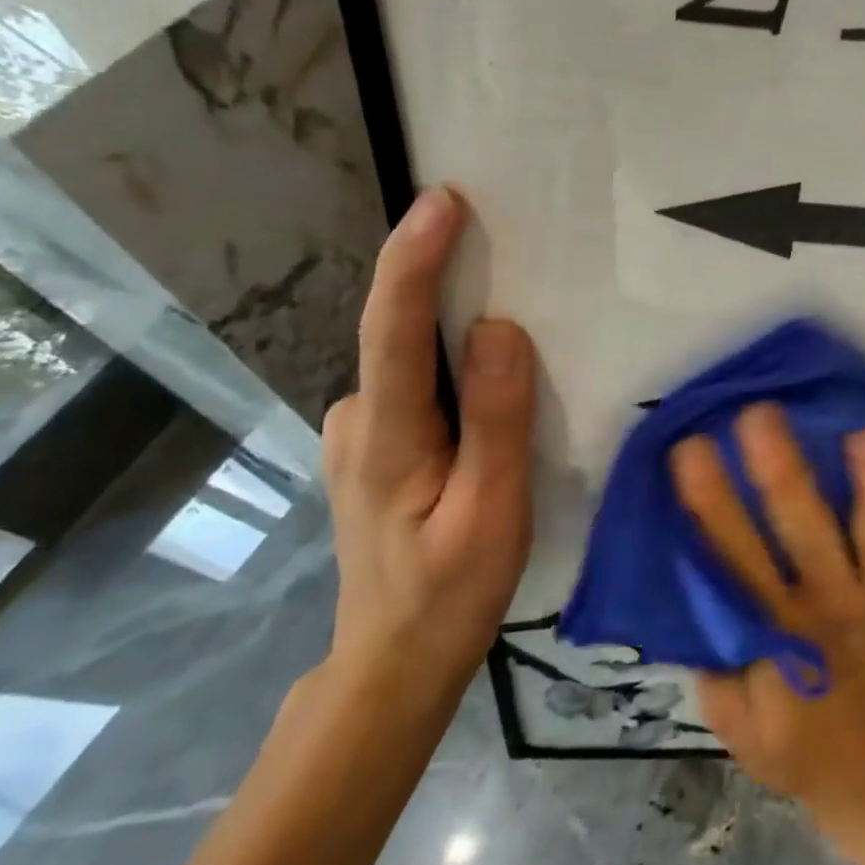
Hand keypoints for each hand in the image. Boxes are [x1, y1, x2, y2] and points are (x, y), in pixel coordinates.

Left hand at [320, 186, 535, 711]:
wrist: (393, 662)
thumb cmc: (449, 593)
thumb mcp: (492, 513)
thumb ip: (496, 421)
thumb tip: (500, 328)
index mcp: (387, 436)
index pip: (393, 327)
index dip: (415, 258)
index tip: (444, 202)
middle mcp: (357, 418)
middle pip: (397, 328)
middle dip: (440, 270)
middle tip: (498, 230)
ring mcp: (357, 431)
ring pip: (408, 355)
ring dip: (448, 315)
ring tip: (507, 291)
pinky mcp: (372, 442)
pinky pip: (413, 378)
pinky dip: (445, 354)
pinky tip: (482, 365)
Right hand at [670, 404, 864, 836]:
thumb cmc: (797, 741)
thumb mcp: (734, 718)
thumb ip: (713, 654)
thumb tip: (692, 576)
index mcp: (782, 632)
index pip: (738, 558)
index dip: (711, 504)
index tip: (693, 447)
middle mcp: (838, 606)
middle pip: (807, 531)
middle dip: (782, 472)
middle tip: (762, 413)